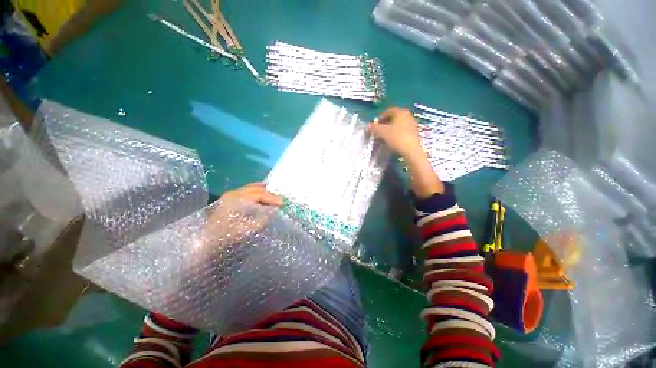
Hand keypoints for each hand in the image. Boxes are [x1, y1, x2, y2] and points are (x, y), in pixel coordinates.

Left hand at [199, 183, 281, 250]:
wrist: (206, 242)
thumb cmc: (226, 237)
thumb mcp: (247, 229)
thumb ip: (262, 218)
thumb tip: (273, 210)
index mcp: (237, 199)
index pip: (259, 194)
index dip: (272, 198)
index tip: (282, 203)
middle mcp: (233, 193)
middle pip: (256, 189)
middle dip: (269, 194)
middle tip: (280, 201)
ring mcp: (230, 194)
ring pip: (251, 187)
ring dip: (264, 191)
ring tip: (274, 196)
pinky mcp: (229, 198)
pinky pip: (247, 190)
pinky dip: (257, 191)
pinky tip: (263, 194)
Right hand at [369, 107, 423, 159]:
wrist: (410, 150)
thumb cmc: (396, 138)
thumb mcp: (382, 132)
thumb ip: (374, 127)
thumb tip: (369, 125)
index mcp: (400, 112)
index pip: (388, 111)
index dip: (380, 118)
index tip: (375, 125)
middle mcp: (407, 115)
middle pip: (393, 117)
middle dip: (385, 123)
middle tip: (378, 130)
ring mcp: (412, 123)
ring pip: (398, 124)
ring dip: (390, 128)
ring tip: (384, 136)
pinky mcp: (414, 132)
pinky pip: (402, 129)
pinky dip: (396, 132)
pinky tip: (392, 139)